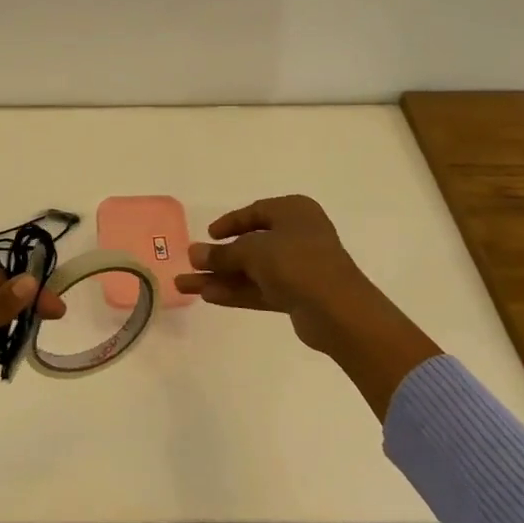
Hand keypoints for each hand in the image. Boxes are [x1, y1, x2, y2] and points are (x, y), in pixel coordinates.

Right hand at [175, 195, 385, 356]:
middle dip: (219, 257)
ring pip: (252, 270)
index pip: (256, 212)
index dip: (230, 223)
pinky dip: (236, 291)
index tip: (209, 234)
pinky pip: (260, 289)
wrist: (339, 310)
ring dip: (221, 277)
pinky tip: (207, 296)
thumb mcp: (253, 252)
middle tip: (189, 263)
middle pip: (251, 245)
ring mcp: (299, 268)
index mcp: (293, 212)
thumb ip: (222, 254)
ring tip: (184, 285)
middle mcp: (298, 235)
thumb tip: (193, 253)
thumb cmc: (297, 262)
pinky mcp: (297, 296)